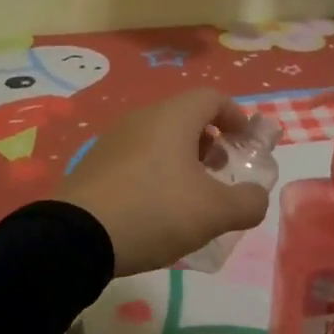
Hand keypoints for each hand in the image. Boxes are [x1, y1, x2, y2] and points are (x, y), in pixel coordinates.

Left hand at [57, 88, 270, 275]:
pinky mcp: (96, 162)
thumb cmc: (154, 211)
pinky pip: (137, 155)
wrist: (78, 235)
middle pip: (185, 116)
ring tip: (190, 195)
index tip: (246, 142)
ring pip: (159, 136)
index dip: (235, 116)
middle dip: (210, 140)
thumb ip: (247, 202)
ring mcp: (114, 138)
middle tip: (220, 172)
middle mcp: (143, 117)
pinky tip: (156, 207)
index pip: (212, 97)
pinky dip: (156, 170)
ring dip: (182, 157)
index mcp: (173, 117)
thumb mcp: (214, 212)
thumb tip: (256, 196)